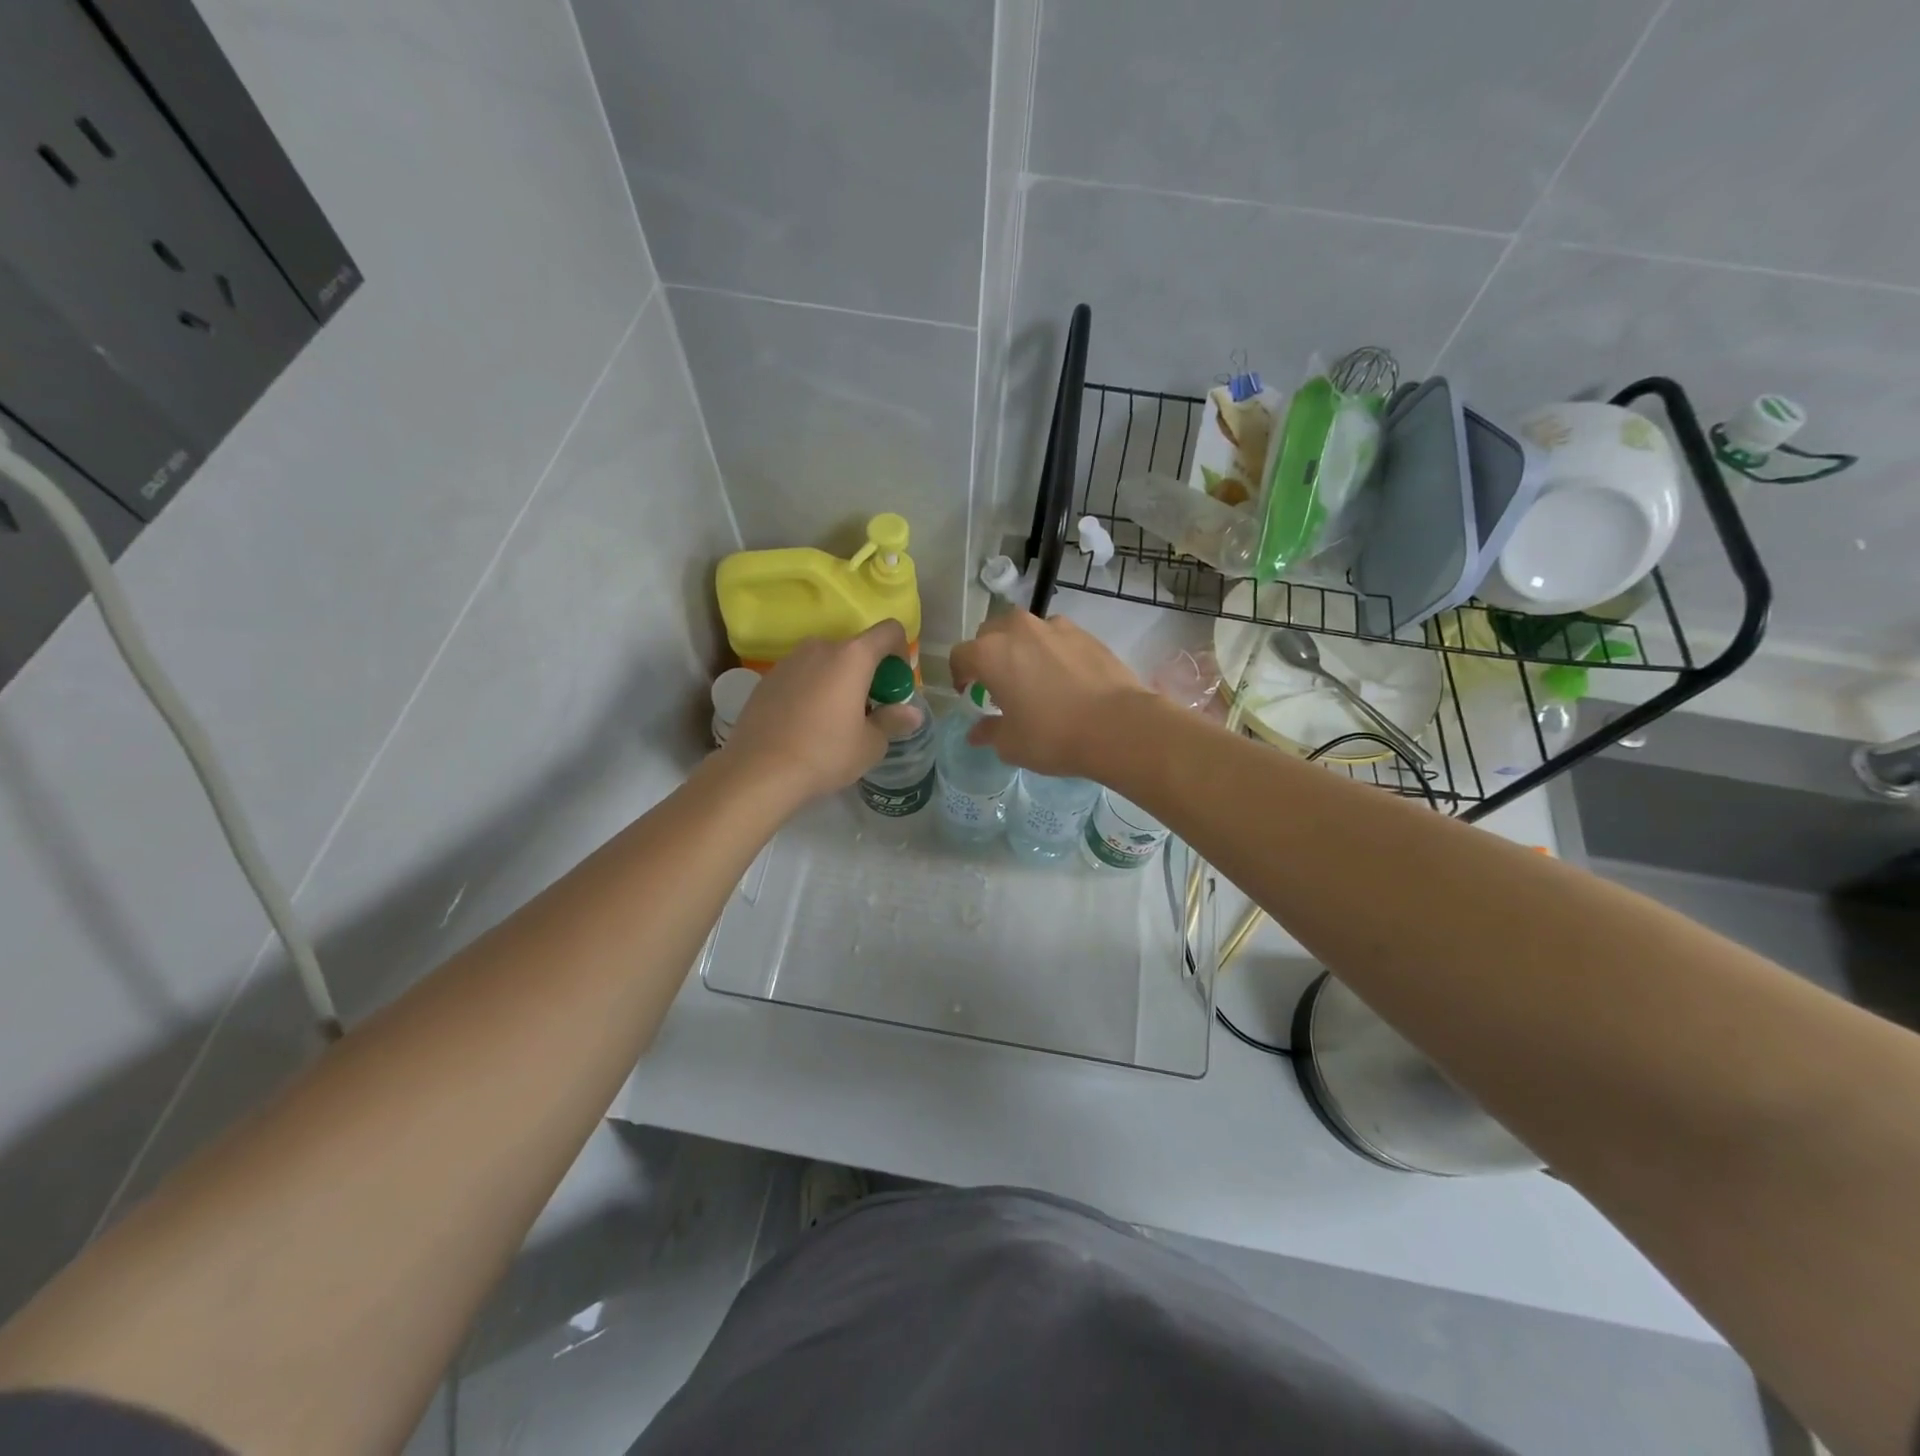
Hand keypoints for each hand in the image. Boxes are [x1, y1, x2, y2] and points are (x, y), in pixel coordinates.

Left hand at [719, 620, 908, 806]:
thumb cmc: (825, 754)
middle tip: (869, 710)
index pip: (889, 631)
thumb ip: (893, 721)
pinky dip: (813, 690)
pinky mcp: (767, 679)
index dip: (901, 652)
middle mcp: (820, 647)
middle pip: (856, 649)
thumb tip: (912, 713)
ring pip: (826, 662)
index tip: (896, 685)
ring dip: (839, 681)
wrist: (758, 771)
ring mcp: (789, 661)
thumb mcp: (870, 745)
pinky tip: (806, 725)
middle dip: (869, 674)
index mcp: (852, 656)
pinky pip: (802, 676)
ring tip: (835, 720)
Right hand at [948, 611, 1154, 778]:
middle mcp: (1018, 630)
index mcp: (991, 653)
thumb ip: (989, 731)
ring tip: (1034, 677)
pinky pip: (1056, 637)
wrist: (1118, 725)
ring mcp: (1055, 627)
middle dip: (989, 655)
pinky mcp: (1085, 633)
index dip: (960, 675)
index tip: (969, 694)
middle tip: (999, 684)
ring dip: (1021, 648)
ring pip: (1026, 630)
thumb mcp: (1011, 744)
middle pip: (991, 633)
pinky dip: (1052, 651)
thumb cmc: (1053, 736)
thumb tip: (976, 732)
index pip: (960, 655)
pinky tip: (1065, 678)